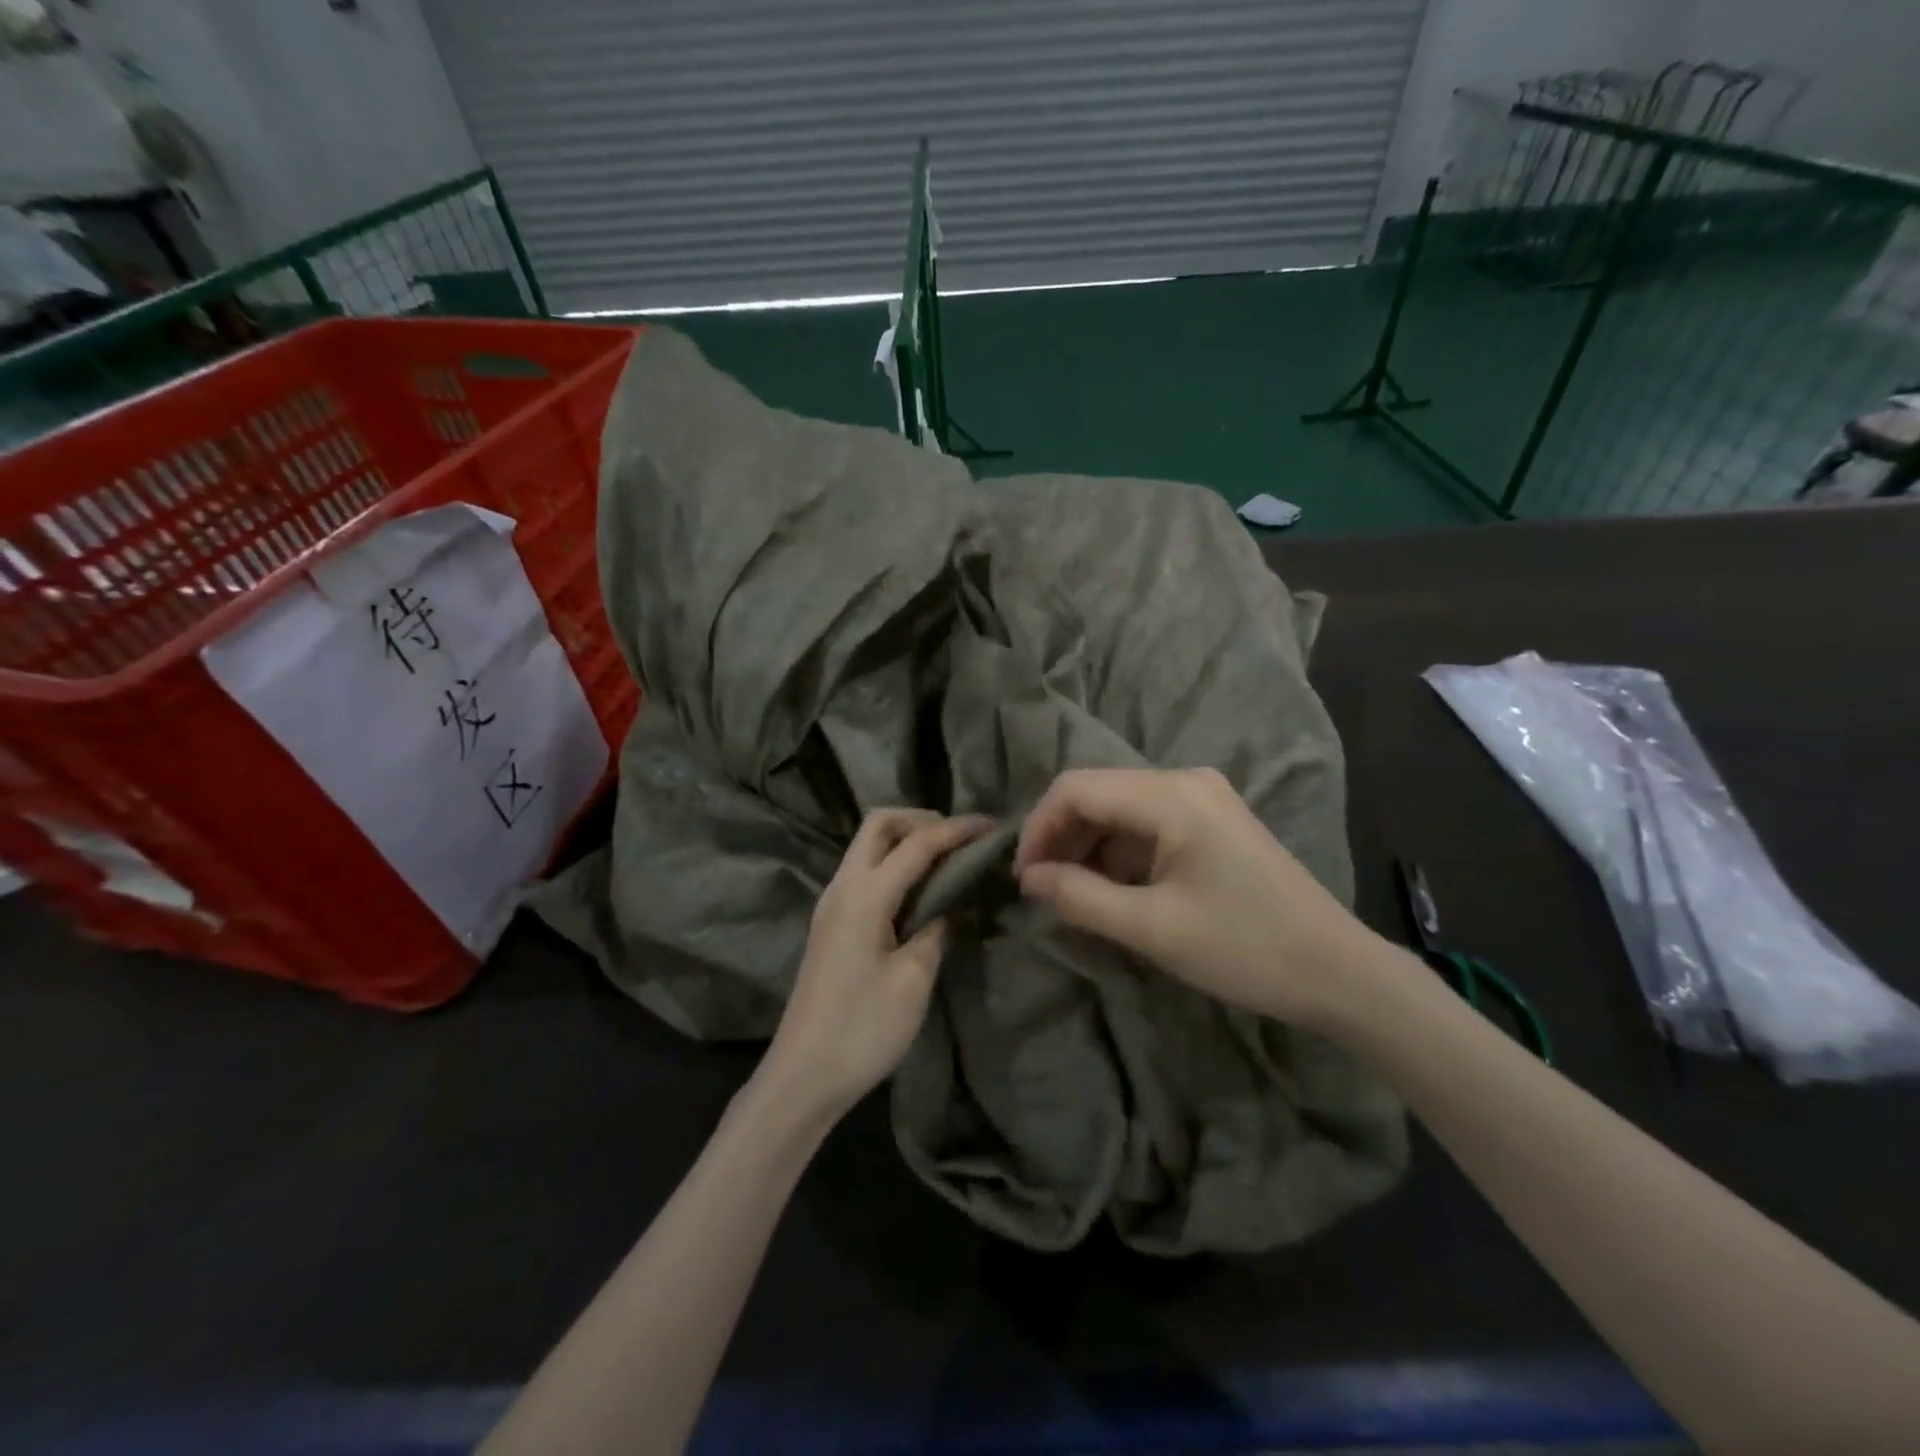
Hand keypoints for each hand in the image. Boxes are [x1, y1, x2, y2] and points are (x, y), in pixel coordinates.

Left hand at [762, 809, 988, 1121]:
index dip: (956, 830)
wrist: (803, 1075)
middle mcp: (843, 886)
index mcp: (864, 895)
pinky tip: (919, 887)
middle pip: (879, 825)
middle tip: (960, 838)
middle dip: (921, 819)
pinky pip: (864, 871)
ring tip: (947, 858)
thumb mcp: (913, 980)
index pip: (916, 843)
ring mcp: (832, 903)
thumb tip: (945, 905)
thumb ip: (934, 929)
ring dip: (905, 839)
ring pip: (868, 845)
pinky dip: (893, 863)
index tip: (992, 826)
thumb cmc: (862, 1029)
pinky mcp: (831, 922)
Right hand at [1015, 767, 1376, 1027]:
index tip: (1022, 878)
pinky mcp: (1212, 822)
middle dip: (1061, 838)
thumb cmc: (1245, 948)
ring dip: (1088, 848)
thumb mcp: (1152, 928)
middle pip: (1097, 794)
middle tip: (1041, 890)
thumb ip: (1080, 897)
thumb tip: (1028, 878)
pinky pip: (1147, 826)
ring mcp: (1202, 799)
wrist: (1340, 973)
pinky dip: (1120, 855)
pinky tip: (1112, 892)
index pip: (1076, 788)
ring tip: (1071, 897)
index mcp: (1171, 795)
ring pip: (1120, 810)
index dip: (1038, 828)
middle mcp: (1184, 781)